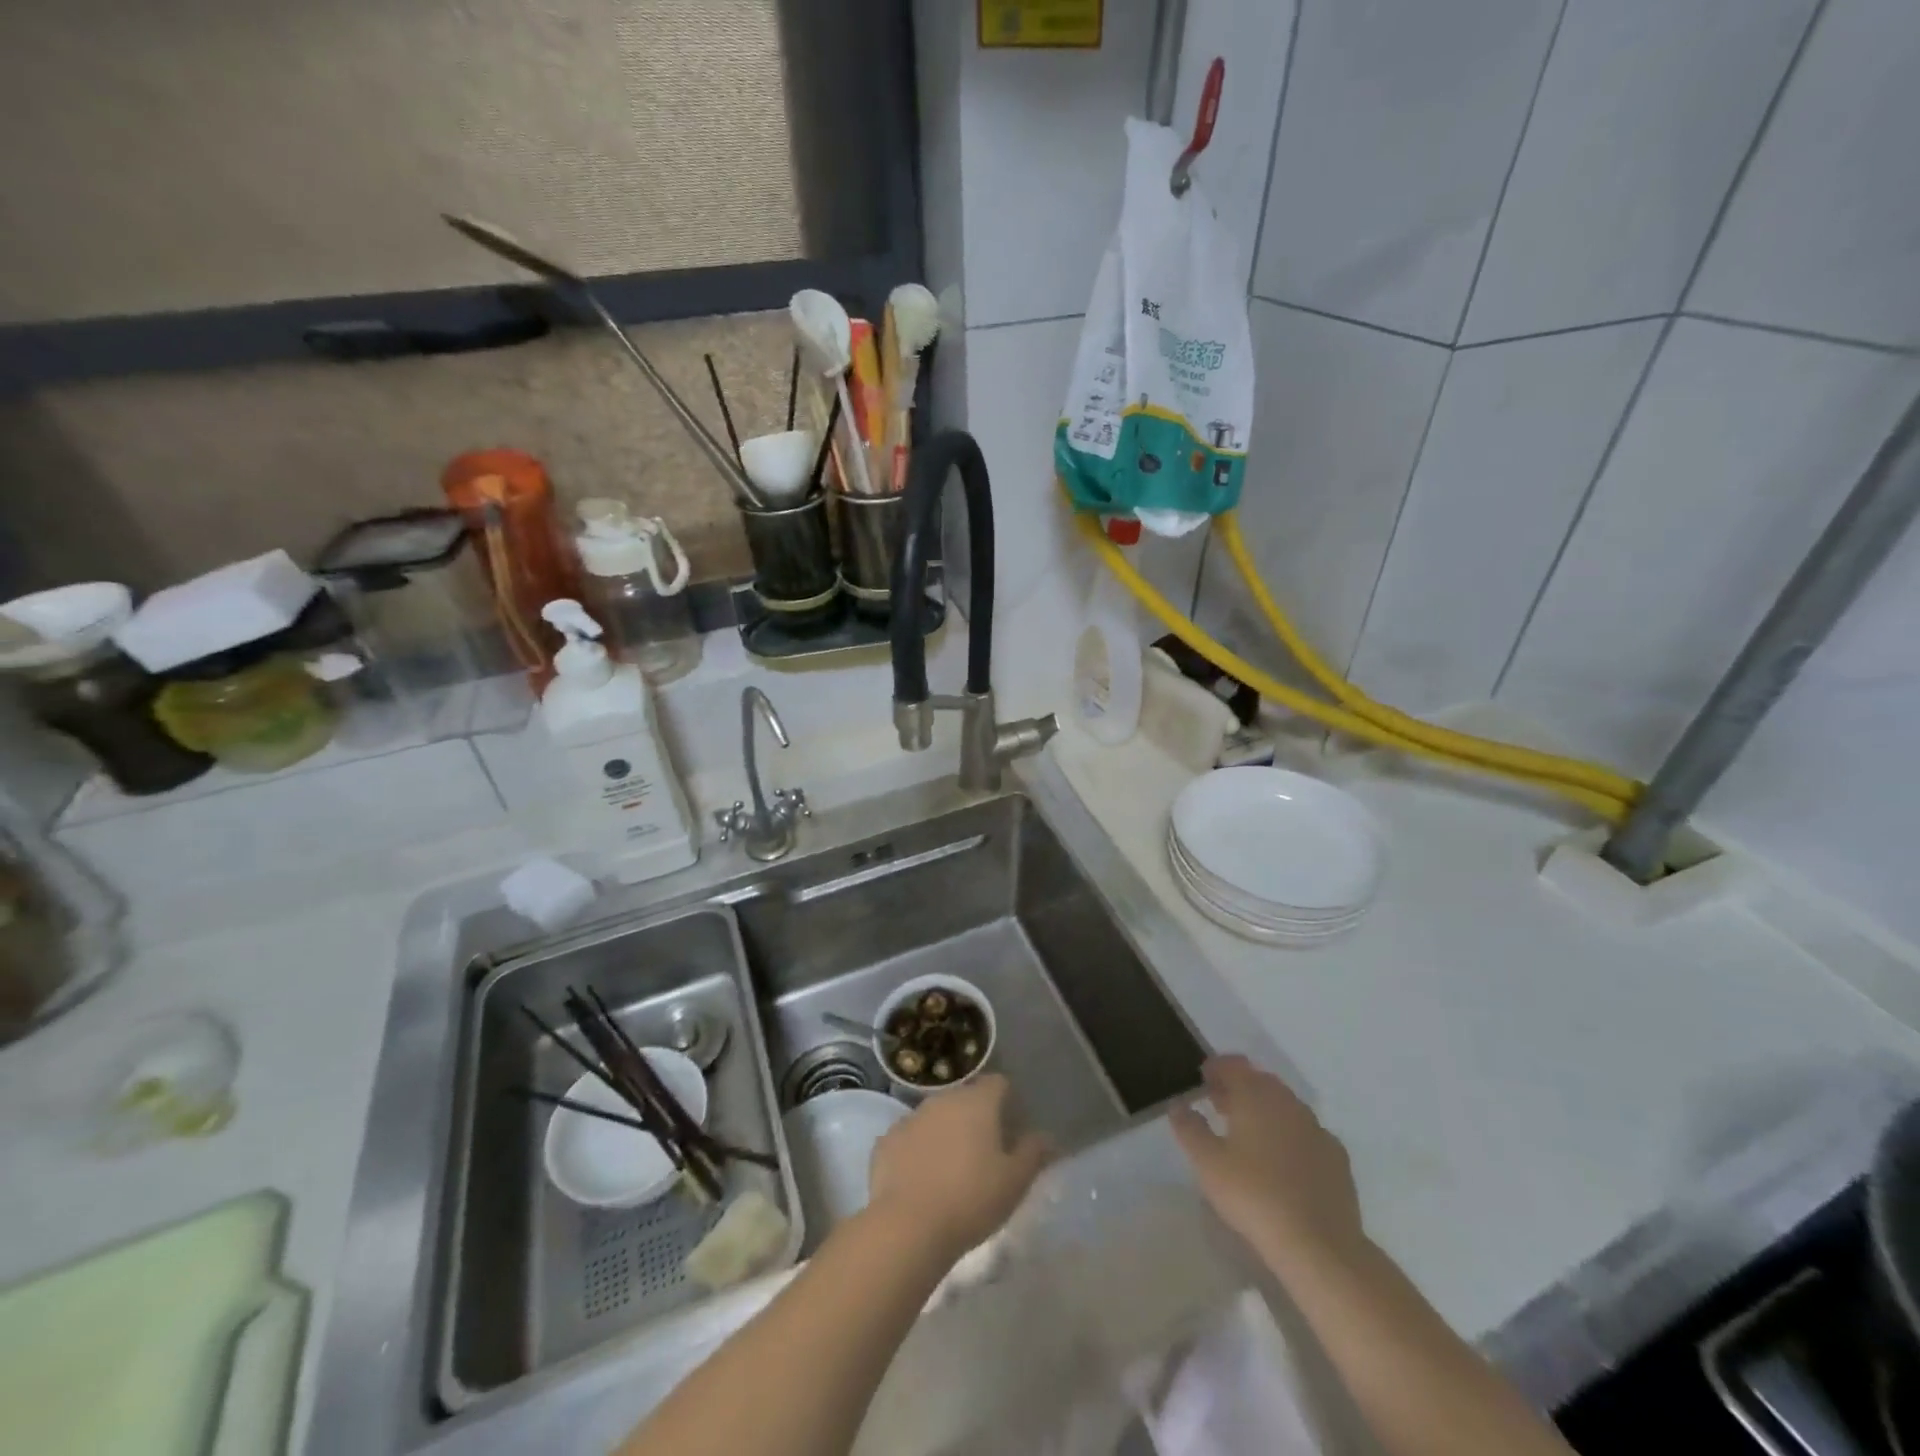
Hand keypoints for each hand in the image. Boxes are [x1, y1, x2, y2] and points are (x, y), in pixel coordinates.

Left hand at [867, 1074, 1053, 1263]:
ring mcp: (911, 1117)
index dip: (1007, 1101)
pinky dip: (917, 1150)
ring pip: (935, 1116)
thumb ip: (1033, 1153)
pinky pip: (909, 1138)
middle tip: (984, 1153)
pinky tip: (921, 1179)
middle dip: (975, 1118)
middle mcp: (943, 1099)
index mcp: (977, 1102)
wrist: (908, 1226)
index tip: (1011, 1128)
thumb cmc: (971, 1199)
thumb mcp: (1014, 1182)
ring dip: (945, 1132)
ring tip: (951, 1168)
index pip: (998, 1083)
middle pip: (965, 1098)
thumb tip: (1047, 1136)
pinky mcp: (886, 1140)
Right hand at [1171, 1055, 1364, 1267]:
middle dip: (1239, 1087)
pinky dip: (1289, 1135)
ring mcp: (1317, 1129)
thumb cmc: (1253, 1194)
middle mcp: (1288, 1102)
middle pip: (1260, 1081)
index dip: (1215, 1068)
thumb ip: (1189, 1127)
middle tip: (1219, 1106)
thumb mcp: (1207, 1162)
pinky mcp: (1337, 1158)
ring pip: (1285, 1106)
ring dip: (1265, 1110)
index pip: (1233, 1065)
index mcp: (1255, 1095)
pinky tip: (1282, 1160)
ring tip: (1247, 1134)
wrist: (1318, 1245)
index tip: (1202, 1079)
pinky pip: (1306, 1133)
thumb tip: (1179, 1105)